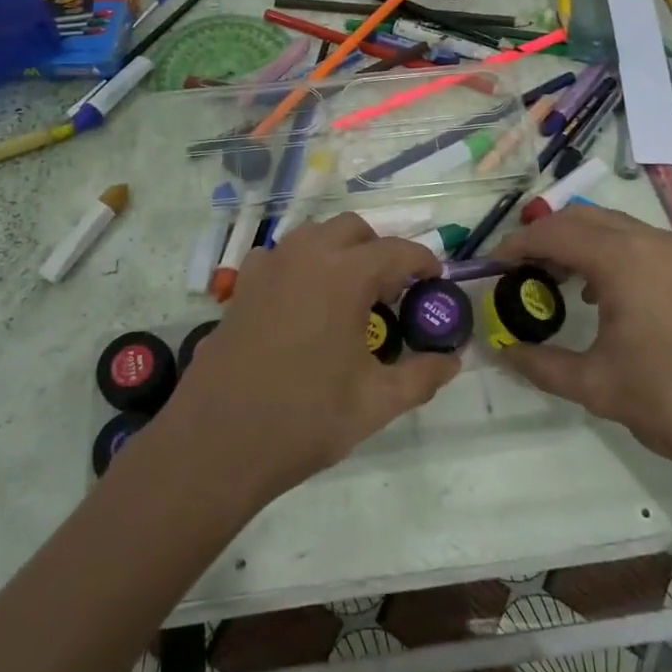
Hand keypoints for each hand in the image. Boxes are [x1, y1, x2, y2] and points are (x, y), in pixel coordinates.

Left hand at [158, 214, 459, 503]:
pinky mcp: (242, 285)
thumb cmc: (305, 419)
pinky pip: (281, 256)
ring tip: (350, 294)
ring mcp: (269, 266)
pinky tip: (304, 304)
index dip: (422, 262)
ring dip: (340, 252)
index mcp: (345, 275)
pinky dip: (303, 266)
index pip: (397, 251)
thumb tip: (452, 361)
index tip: (434, 281)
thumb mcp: (376, 404)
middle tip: (392, 290)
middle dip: (379, 250)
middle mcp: (306, 256)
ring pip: (314, 235)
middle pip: (354, 229)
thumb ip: (421, 376)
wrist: (218, 441)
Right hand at [492, 204, 671, 497]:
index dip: (516, 246)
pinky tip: (597, 296)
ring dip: (576, 243)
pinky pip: (635, 244)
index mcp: (623, 259)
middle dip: (543, 237)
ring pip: (611, 228)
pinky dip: (605, 254)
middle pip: (582, 219)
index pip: (554, 233)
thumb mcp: (597, 385)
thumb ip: (541, 364)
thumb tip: (501, 351)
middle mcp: (650, 242)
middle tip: (516, 271)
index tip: (490, 267)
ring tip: (550, 281)